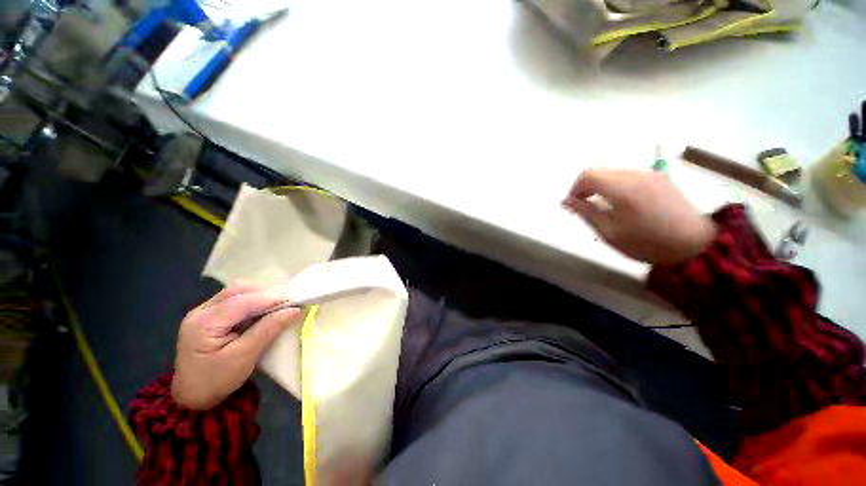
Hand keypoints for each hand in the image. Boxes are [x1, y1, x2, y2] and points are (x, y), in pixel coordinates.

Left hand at [172, 284, 302, 409]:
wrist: (192, 397)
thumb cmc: (216, 381)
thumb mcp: (244, 357)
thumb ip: (268, 329)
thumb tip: (295, 309)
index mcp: (204, 323)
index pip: (243, 301)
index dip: (272, 298)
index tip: (297, 301)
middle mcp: (200, 311)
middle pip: (239, 291)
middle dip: (267, 294)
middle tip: (290, 302)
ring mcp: (203, 311)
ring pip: (238, 292)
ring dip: (261, 296)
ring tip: (280, 305)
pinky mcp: (209, 315)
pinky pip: (235, 299)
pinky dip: (254, 300)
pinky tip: (264, 309)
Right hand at [563, 168, 715, 264]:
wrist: (694, 245)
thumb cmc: (646, 242)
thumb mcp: (609, 232)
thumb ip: (586, 212)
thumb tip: (567, 201)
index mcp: (623, 188)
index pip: (588, 175)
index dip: (575, 188)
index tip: (572, 205)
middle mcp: (636, 174)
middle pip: (600, 170)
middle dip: (586, 187)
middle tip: (583, 206)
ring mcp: (650, 174)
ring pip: (613, 172)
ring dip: (600, 185)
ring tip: (601, 205)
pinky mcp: (659, 177)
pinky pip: (628, 175)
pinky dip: (615, 185)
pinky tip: (620, 202)